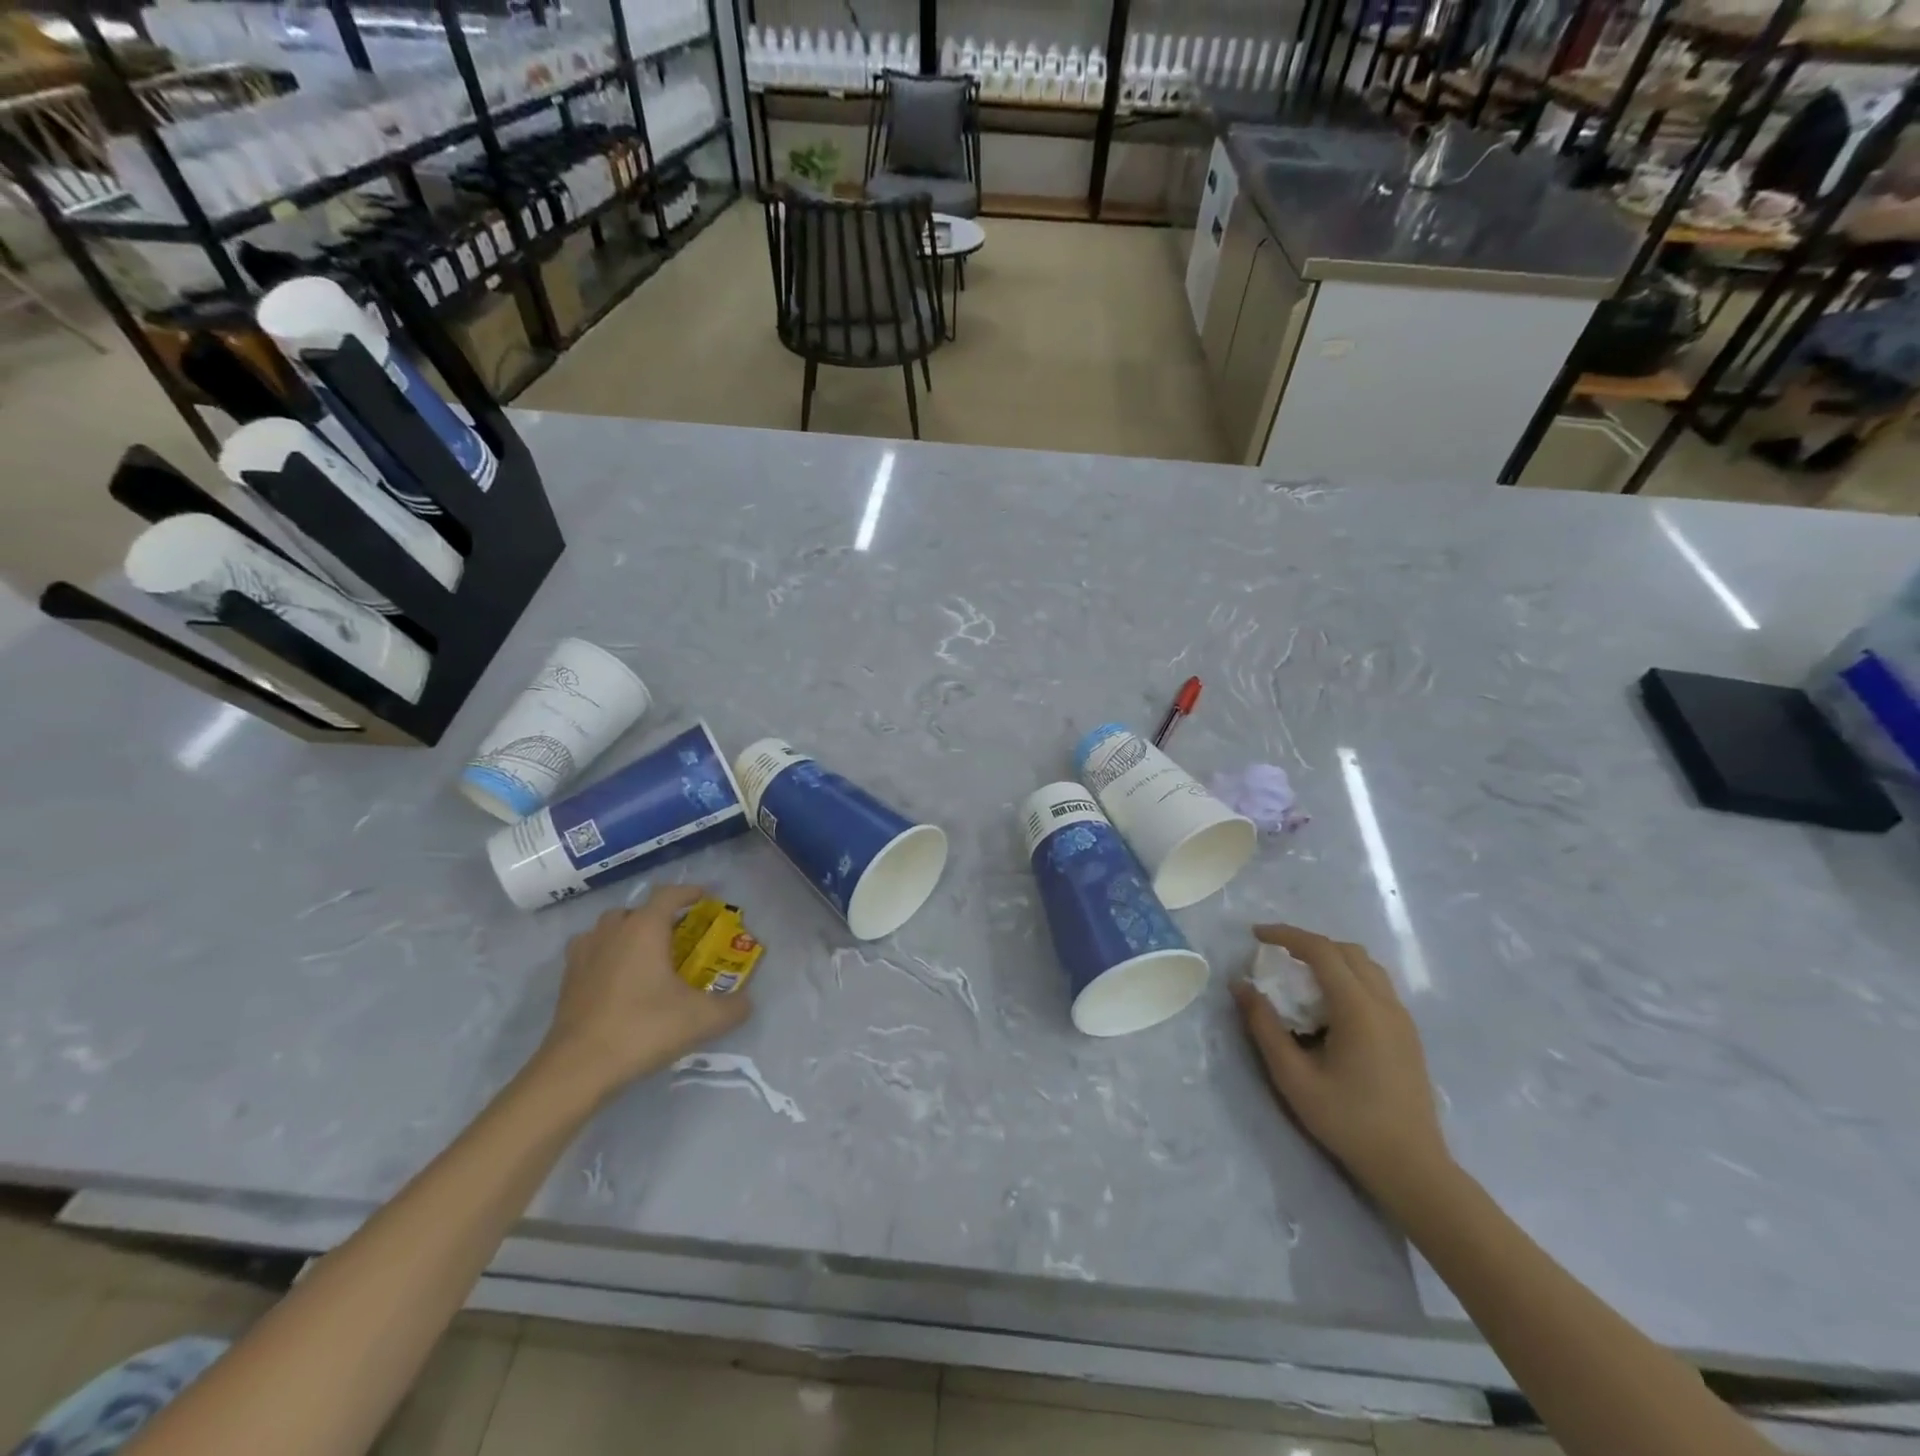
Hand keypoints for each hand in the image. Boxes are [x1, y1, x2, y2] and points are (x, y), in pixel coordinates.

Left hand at [534, 885, 751, 1099]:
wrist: (578, 1068)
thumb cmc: (643, 1029)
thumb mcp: (702, 1020)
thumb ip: (733, 1007)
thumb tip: (746, 1002)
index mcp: (645, 929)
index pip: (669, 894)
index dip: (689, 892)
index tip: (705, 897)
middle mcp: (612, 931)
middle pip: (636, 909)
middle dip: (657, 916)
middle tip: (677, 936)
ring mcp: (584, 954)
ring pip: (608, 928)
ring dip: (627, 933)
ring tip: (645, 955)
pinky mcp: (567, 980)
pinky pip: (590, 952)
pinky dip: (606, 955)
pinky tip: (617, 979)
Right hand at [1231, 924, 1450, 1206]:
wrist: (1411, 1167)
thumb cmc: (1348, 1121)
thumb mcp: (1293, 1077)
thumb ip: (1264, 1026)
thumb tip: (1240, 986)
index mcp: (1358, 1008)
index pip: (1321, 950)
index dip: (1286, 935)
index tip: (1256, 935)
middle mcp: (1385, 1003)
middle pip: (1346, 951)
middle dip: (1308, 943)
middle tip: (1275, 954)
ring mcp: (1402, 1018)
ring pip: (1366, 966)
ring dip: (1331, 958)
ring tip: (1300, 975)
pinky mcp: (1407, 1034)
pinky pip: (1376, 985)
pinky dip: (1348, 976)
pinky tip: (1328, 1004)